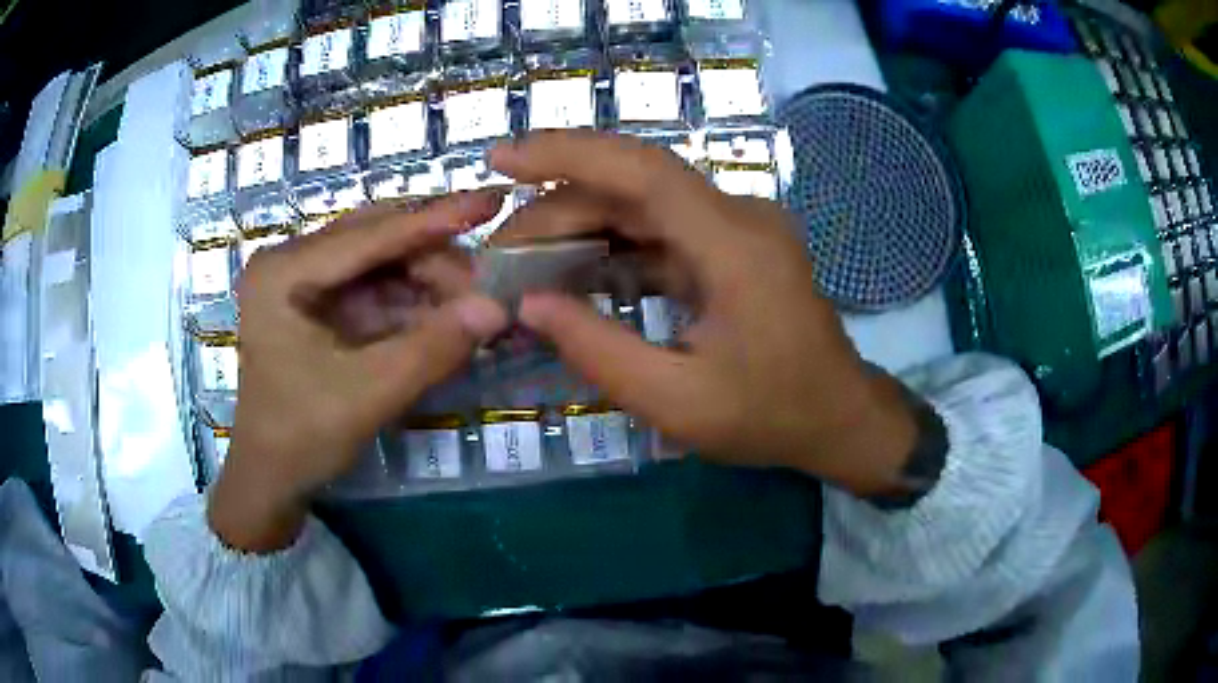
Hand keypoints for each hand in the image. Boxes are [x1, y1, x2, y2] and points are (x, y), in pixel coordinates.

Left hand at [209, 193, 508, 551]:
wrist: (271, 479)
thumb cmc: (302, 436)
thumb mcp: (369, 393)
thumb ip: (433, 348)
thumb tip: (499, 308)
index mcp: (282, 272)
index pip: (368, 235)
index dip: (433, 220)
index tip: (491, 202)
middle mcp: (289, 262)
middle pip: (374, 240)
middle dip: (433, 258)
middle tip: (486, 278)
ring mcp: (302, 282)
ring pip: (379, 263)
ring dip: (427, 282)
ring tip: (472, 303)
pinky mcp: (317, 305)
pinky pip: (374, 290)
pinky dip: (411, 303)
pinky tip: (445, 315)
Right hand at [490, 132, 917, 495]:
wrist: (837, 417)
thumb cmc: (768, 415)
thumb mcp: (676, 401)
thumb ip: (597, 350)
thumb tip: (530, 303)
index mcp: (734, 246)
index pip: (642, 171)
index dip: (568, 153)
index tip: (503, 158)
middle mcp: (738, 218)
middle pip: (633, 187)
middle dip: (558, 209)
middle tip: (500, 253)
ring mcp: (738, 228)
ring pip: (643, 205)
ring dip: (581, 225)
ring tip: (524, 261)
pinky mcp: (732, 246)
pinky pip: (663, 230)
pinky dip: (614, 244)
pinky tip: (575, 269)